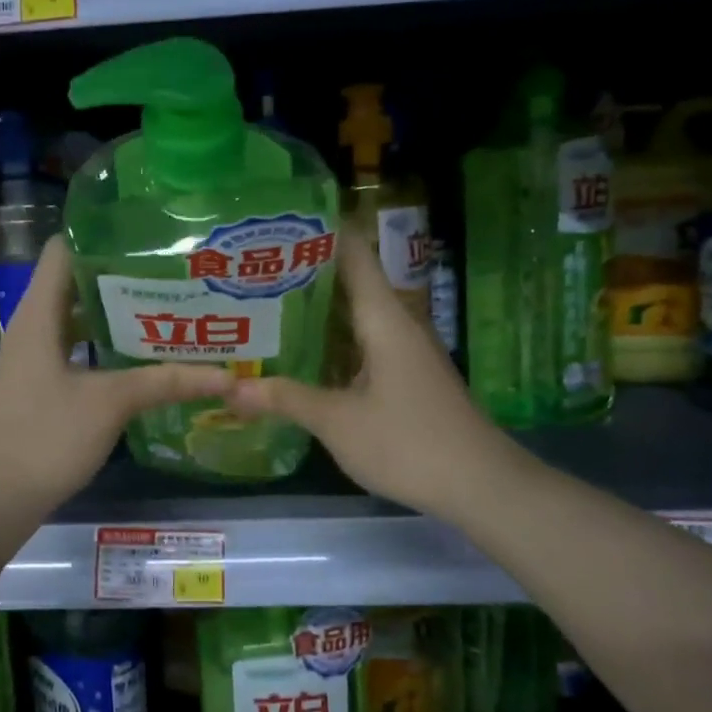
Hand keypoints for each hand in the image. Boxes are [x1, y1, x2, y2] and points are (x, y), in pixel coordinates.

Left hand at [0, 237, 229, 562]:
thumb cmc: (46, 436)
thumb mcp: (111, 402)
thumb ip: (166, 382)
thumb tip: (226, 375)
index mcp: (41, 312)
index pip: (64, 248)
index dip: (101, 234)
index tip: (147, 233)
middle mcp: (35, 324)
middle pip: (77, 280)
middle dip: (122, 274)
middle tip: (173, 271)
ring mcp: (36, 355)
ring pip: (80, 317)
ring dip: (117, 312)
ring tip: (168, 306)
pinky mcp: (43, 383)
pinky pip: (78, 347)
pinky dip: (108, 344)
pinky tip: (144, 354)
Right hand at [225, 237, 519, 521]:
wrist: (481, 485)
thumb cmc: (409, 442)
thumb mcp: (338, 422)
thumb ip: (285, 399)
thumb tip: (230, 388)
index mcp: (383, 317)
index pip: (352, 253)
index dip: (319, 232)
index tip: (275, 225)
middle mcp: (395, 324)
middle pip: (347, 283)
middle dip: (302, 274)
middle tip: (250, 270)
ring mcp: (403, 352)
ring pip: (352, 317)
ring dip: (314, 312)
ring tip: (261, 306)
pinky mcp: (405, 377)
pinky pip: (360, 345)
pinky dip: (329, 343)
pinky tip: (298, 356)